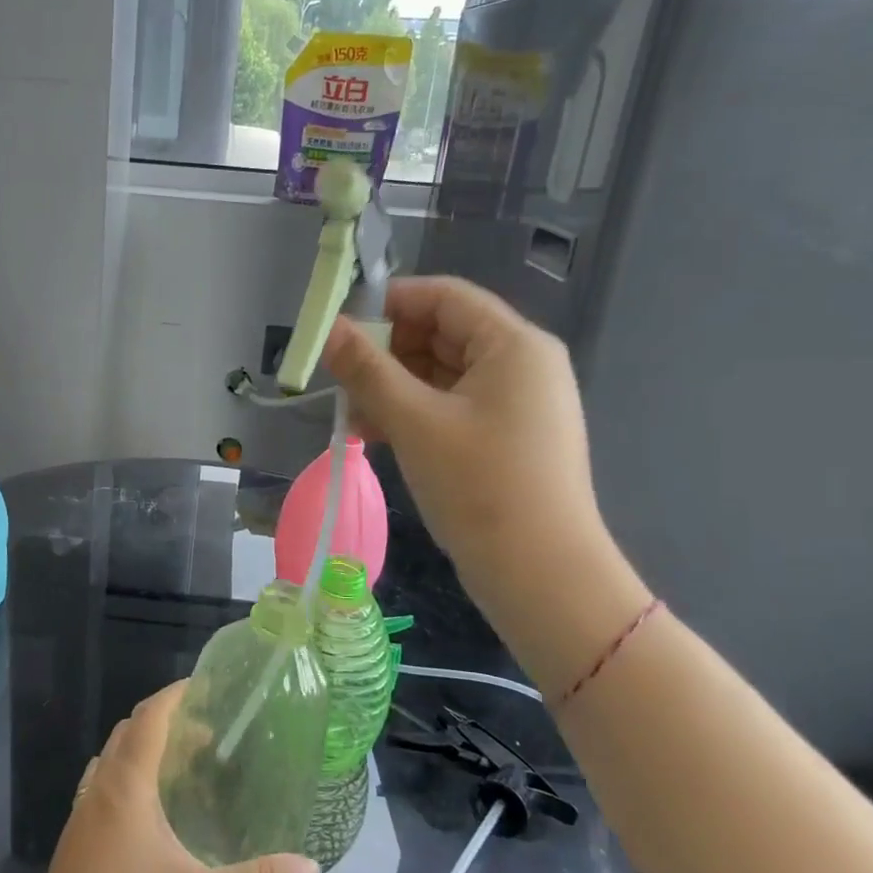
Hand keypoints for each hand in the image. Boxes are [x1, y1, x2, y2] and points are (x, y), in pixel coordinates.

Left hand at [0, 683, 319, 872]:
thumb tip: (312, 868)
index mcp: (125, 787)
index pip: (149, 717)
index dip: (175, 695)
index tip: (206, 687)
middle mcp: (97, 793)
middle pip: (127, 734)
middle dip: (165, 724)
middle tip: (208, 735)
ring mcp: (79, 824)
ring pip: (111, 766)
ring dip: (144, 756)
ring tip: (185, 774)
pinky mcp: (73, 854)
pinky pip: (103, 796)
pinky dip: (130, 787)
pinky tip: (154, 827)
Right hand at [324, 278, 645, 684]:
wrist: (541, 575)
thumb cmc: (480, 485)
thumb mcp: (413, 422)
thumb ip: (367, 370)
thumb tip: (330, 330)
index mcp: (513, 345)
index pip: (445, 297)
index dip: (390, 303)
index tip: (342, 326)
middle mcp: (521, 364)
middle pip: (442, 334)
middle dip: (386, 353)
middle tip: (339, 378)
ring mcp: (516, 404)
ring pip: (442, 375)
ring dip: (393, 388)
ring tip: (350, 416)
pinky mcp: (506, 438)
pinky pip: (451, 407)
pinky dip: (413, 414)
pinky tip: (374, 436)